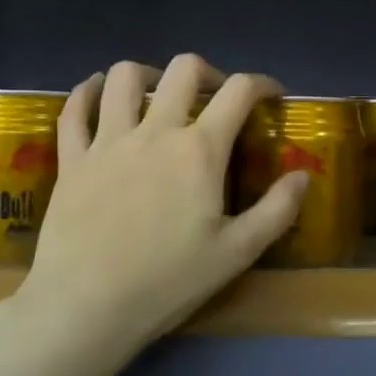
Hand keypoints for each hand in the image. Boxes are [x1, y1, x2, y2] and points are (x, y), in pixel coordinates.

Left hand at [22, 55, 307, 353]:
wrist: (86, 306)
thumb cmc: (167, 282)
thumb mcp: (237, 253)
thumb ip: (277, 210)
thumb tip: (303, 175)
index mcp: (199, 150)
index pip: (238, 91)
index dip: (262, 83)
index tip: (271, 95)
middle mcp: (155, 131)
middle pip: (183, 69)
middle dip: (207, 72)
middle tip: (214, 98)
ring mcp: (108, 141)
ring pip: (124, 77)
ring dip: (148, 74)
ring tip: (157, 93)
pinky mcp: (72, 159)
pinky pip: (75, 110)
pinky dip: (86, 93)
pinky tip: (96, 93)